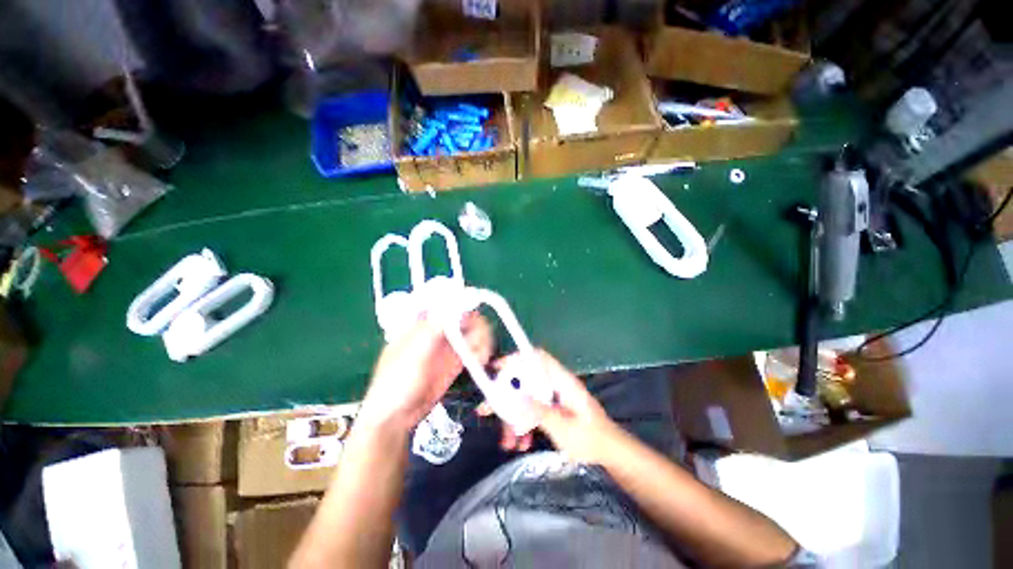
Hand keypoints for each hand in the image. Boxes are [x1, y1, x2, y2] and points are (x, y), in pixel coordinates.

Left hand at [358, 312, 492, 432]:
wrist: (397, 416)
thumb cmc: (395, 381)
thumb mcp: (412, 354)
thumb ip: (433, 329)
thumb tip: (453, 305)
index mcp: (423, 322)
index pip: (448, 303)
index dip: (464, 303)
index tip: (473, 314)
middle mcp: (439, 330)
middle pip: (465, 316)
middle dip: (477, 324)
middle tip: (480, 339)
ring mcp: (449, 346)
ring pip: (473, 332)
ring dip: (482, 339)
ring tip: (481, 354)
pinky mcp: (457, 361)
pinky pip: (474, 349)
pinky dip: (481, 351)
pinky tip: (480, 360)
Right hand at [480, 350, 623, 463]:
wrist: (610, 452)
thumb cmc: (591, 438)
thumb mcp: (563, 428)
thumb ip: (539, 412)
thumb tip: (514, 399)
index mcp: (561, 381)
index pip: (537, 357)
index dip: (517, 358)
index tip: (497, 369)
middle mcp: (555, 384)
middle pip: (525, 380)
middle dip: (506, 395)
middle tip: (488, 410)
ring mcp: (553, 396)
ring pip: (526, 397)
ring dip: (514, 417)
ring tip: (507, 441)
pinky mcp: (552, 408)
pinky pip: (532, 410)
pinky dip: (524, 424)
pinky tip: (521, 443)